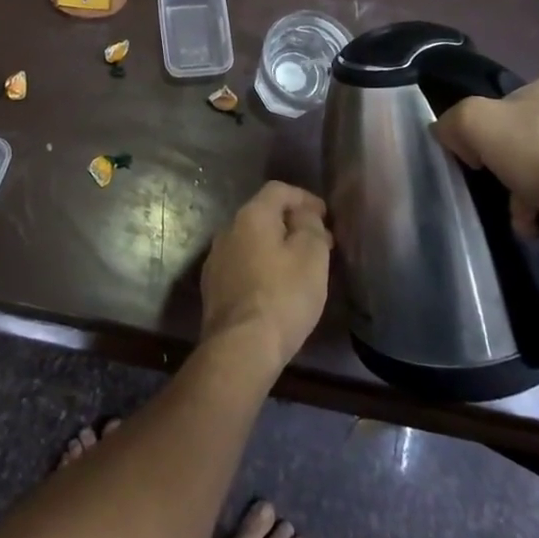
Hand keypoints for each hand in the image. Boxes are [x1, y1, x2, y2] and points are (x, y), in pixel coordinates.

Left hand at [199, 182, 332, 372]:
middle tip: (319, 243)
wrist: (240, 347)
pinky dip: (261, 266)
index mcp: (251, 215)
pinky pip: (242, 264)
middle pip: (264, 215)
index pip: (278, 190)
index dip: (305, 198)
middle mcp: (228, 229)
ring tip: (300, 267)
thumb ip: (311, 225)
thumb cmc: (283, 296)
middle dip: (292, 224)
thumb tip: (304, 214)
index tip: (325, 215)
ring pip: (252, 241)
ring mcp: (216, 259)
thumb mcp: (311, 256)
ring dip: (276, 247)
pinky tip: (276, 287)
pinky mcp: (213, 287)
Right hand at [433, 72, 538, 263]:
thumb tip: (449, 133)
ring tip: (526, 216)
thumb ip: (454, 121)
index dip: (493, 131)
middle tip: (505, 190)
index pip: (516, 103)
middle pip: (538, 136)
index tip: (483, 159)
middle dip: (518, 166)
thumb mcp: (475, 123)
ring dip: (536, 190)